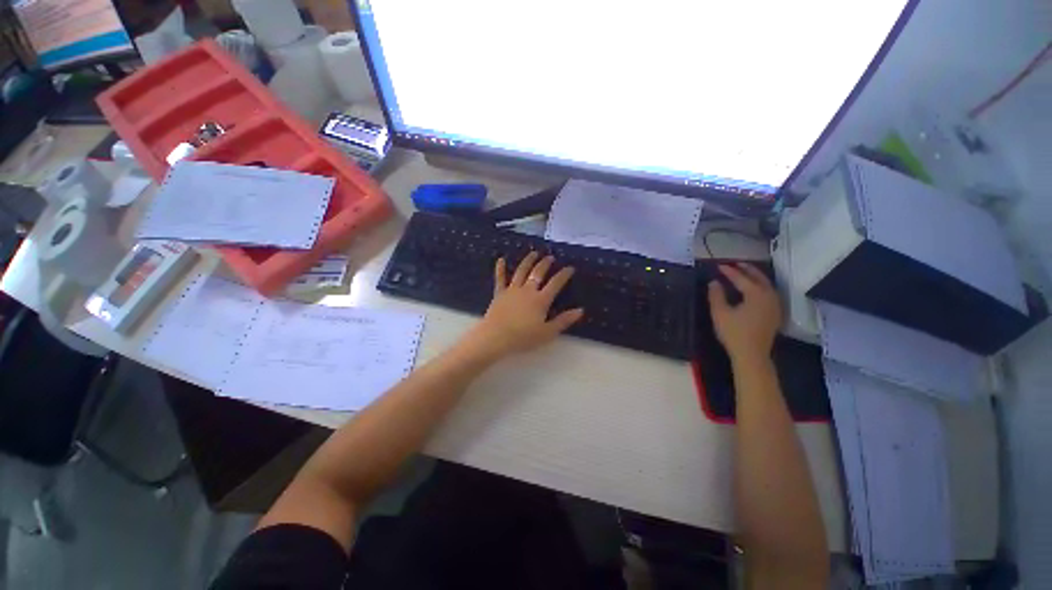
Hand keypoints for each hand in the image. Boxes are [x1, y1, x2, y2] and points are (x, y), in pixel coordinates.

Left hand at [461, 252, 583, 361]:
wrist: (496, 337)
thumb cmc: (523, 337)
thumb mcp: (547, 332)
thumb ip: (564, 321)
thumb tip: (580, 310)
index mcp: (541, 300)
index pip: (555, 283)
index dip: (564, 274)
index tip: (570, 268)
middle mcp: (527, 290)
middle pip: (538, 273)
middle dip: (545, 263)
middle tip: (550, 257)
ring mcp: (512, 290)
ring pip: (521, 271)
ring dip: (528, 261)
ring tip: (533, 253)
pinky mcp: (499, 293)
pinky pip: (500, 278)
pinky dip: (500, 268)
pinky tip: (501, 259)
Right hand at [708, 264, 782, 363]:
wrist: (752, 354)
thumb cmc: (734, 333)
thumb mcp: (720, 313)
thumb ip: (716, 295)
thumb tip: (714, 282)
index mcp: (756, 294)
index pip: (741, 278)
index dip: (729, 271)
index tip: (719, 265)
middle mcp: (769, 296)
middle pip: (759, 278)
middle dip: (747, 269)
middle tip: (735, 264)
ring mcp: (775, 305)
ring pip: (767, 285)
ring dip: (756, 276)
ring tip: (745, 272)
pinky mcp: (775, 313)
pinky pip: (769, 293)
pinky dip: (761, 286)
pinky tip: (755, 289)